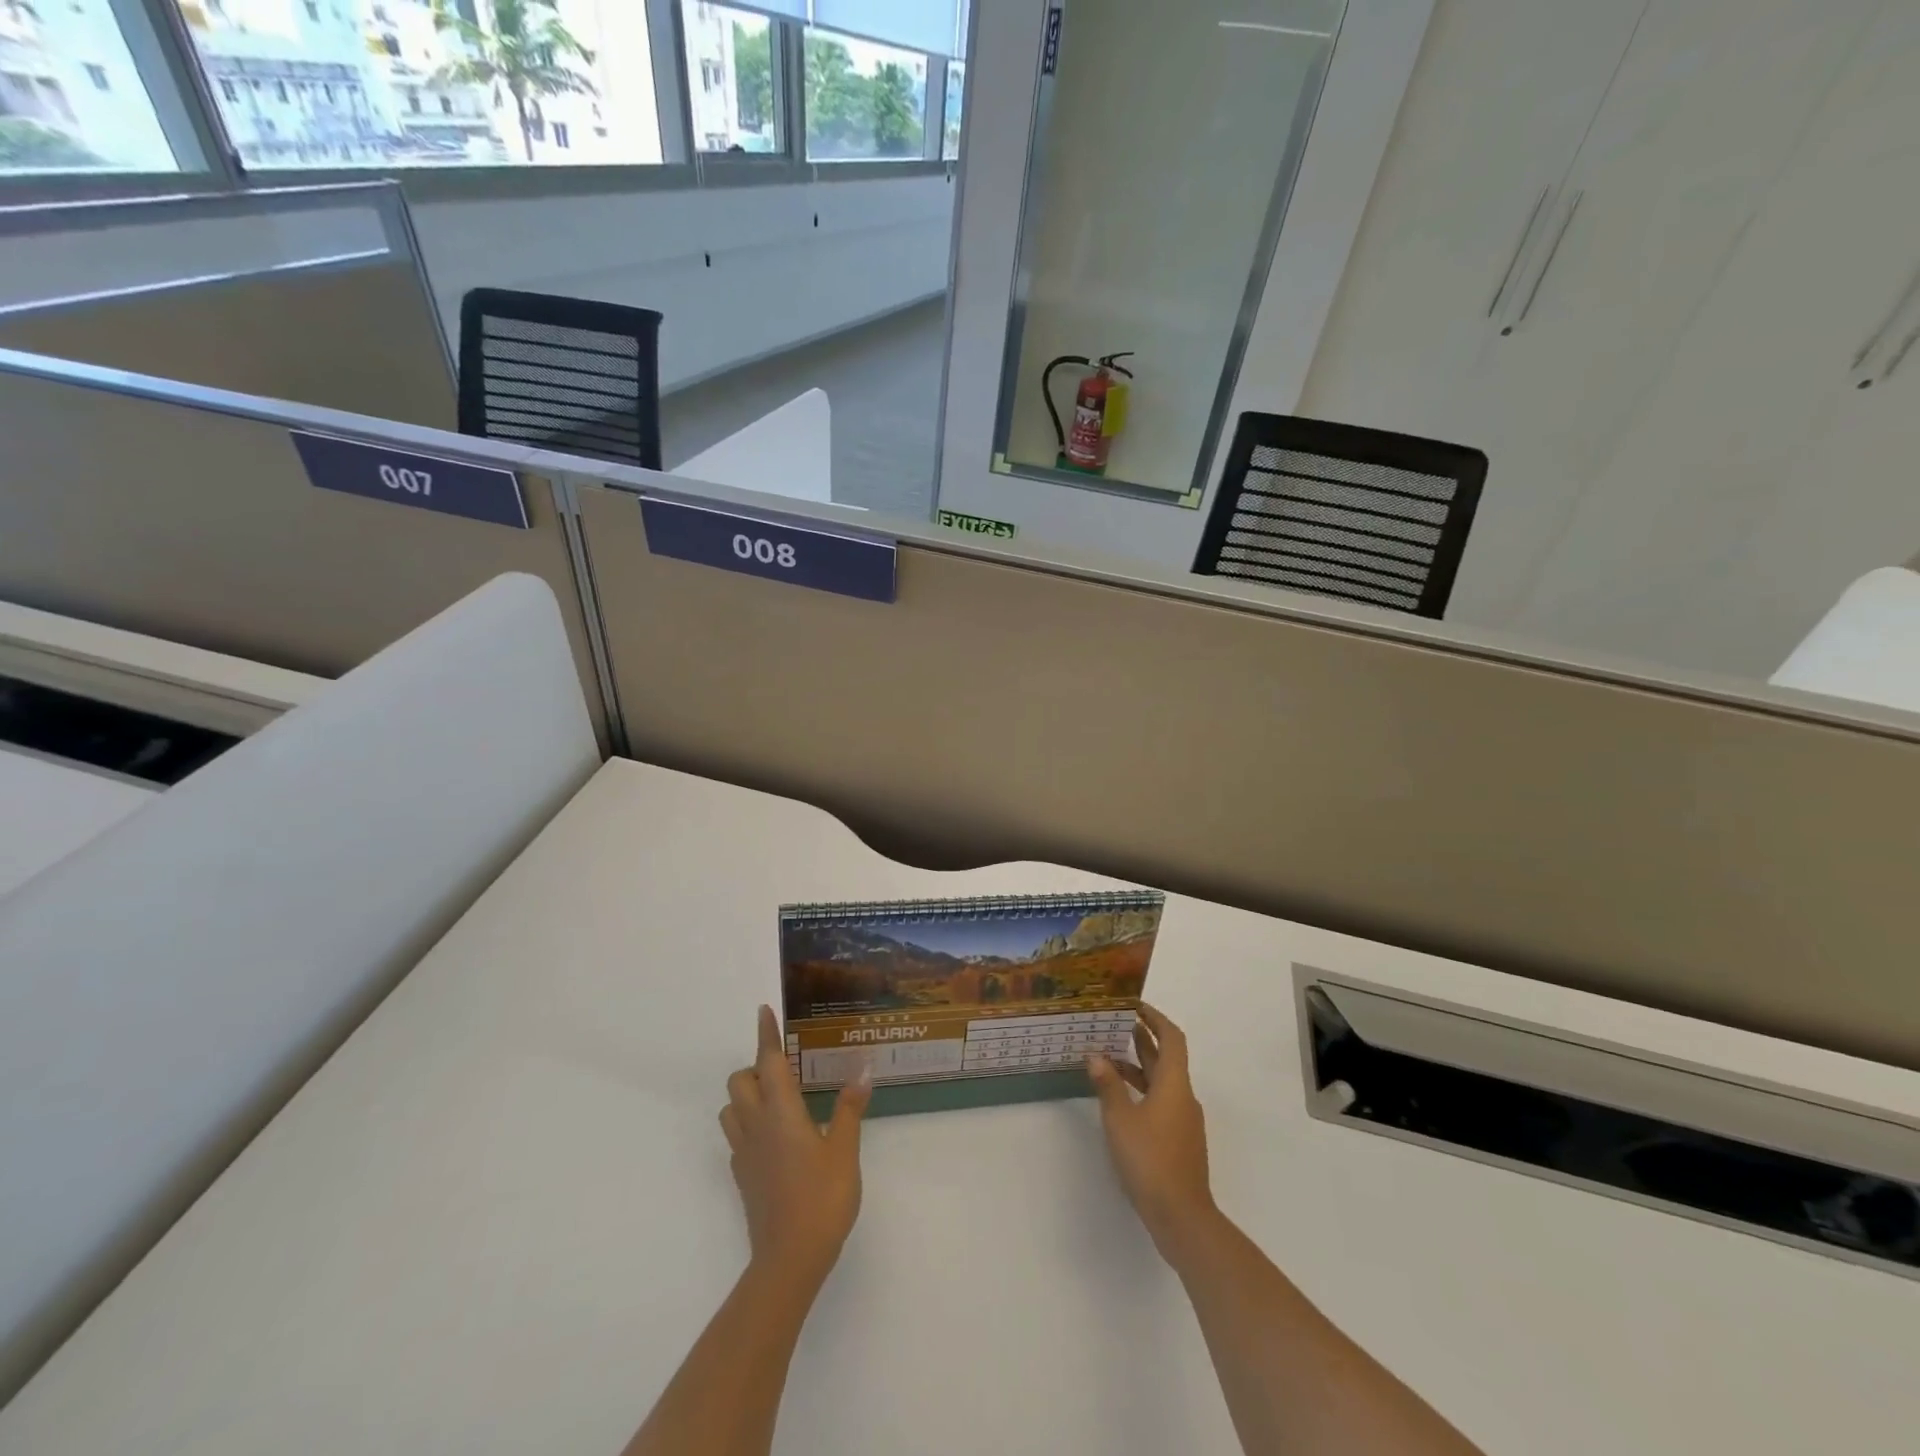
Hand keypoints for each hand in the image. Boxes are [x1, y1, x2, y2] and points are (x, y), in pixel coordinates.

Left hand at [720, 1006, 872, 1287]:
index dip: (766, 1034)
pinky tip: (774, 1137)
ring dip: (746, 1095)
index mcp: (781, 1112)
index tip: (763, 1010)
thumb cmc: (822, 1199)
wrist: (789, 1260)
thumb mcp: (845, 1152)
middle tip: (785, 1070)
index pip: (768, 1061)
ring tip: (778, 1100)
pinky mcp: (742, 1176)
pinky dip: (748, 1123)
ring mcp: (744, 1153)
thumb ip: (849, 1110)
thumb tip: (862, 1072)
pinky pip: (735, 1135)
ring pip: (731, 1108)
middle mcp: (756, 1125)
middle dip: (755, 1066)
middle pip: (739, 1081)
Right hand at [1088, 1003, 1216, 1255]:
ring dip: (1138, 1066)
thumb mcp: (1120, 1119)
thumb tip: (1096, 1056)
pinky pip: (1161, 1102)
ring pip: (1162, 1081)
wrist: (1182, 1217)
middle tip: (1113, 1025)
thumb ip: (1108, 1085)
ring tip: (1108, 1058)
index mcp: (1174, 1083)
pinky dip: (1142, 1091)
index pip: (1171, 1037)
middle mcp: (1183, 1096)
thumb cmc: (1150, 1160)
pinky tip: (1119, 1100)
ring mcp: (1184, 1120)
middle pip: (1166, 1058)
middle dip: (1142, 1039)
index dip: (1155, 1018)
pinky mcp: (1179, 1141)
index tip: (1134, 1005)